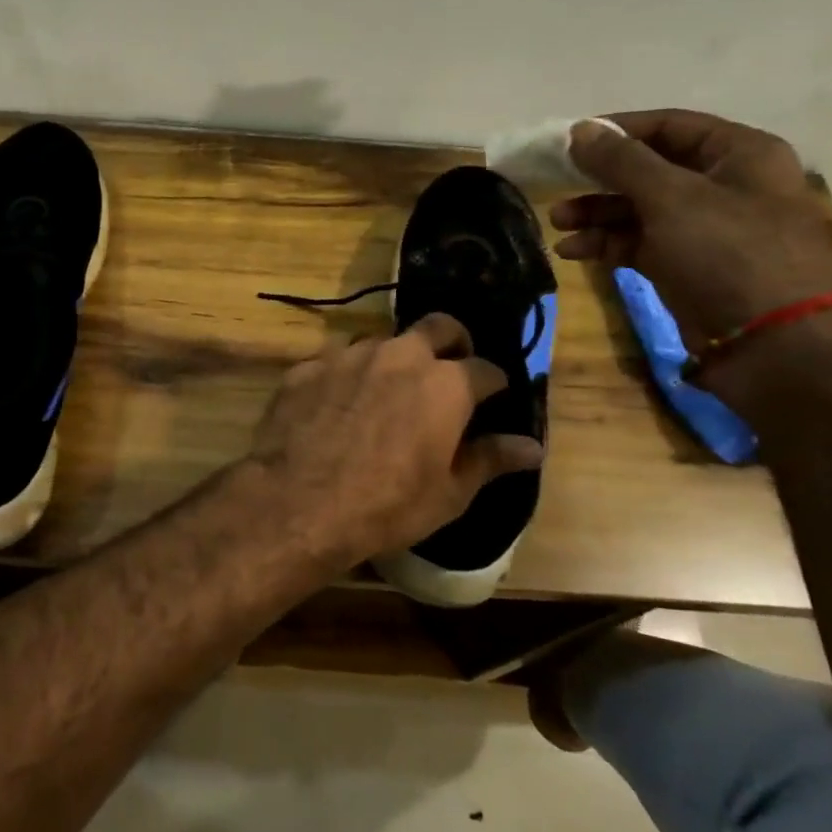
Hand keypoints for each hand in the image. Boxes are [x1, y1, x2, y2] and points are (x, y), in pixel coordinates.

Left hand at [247, 313, 544, 567]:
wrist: (299, 503)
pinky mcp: (307, 366)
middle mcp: (400, 355)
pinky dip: (347, 377)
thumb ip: (490, 460)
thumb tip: (532, 446)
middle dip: (452, 342)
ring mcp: (349, 355)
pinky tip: (337, 406)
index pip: (486, 369)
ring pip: (382, 341)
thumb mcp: (449, 493)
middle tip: (449, 370)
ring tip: (387, 392)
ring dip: (393, 359)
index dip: (494, 383)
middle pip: (438, 327)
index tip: (493, 397)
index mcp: (445, 383)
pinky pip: (336, 361)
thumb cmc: (387, 505)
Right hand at [550, 110, 831, 384]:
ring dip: (597, 215)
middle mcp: (726, 186)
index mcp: (739, 154)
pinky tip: (574, 253)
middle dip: (600, 180)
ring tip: (558, 225)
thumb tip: (579, 130)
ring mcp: (708, 231)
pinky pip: (641, 245)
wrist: (777, 346)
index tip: (568, 142)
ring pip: (641, 210)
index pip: (669, 126)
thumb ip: (621, 161)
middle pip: (650, 170)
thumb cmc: (730, 253)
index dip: (617, 131)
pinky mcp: (690, 269)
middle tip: (557, 189)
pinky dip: (608, 246)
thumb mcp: (671, 197)